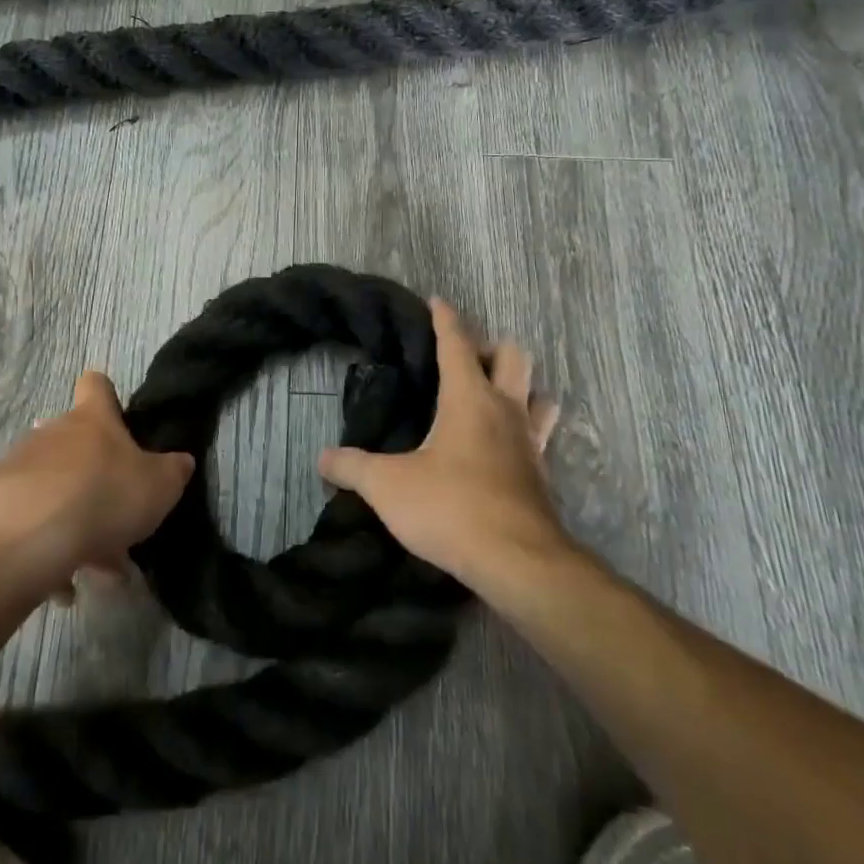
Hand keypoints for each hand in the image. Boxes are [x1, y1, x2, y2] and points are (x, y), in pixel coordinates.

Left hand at [0, 371, 192, 599]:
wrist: (25, 541)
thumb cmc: (103, 498)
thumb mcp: (159, 486)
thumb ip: (173, 470)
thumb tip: (180, 462)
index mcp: (92, 420)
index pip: (96, 385)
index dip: (107, 397)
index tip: (118, 421)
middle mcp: (51, 432)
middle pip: (74, 443)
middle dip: (94, 479)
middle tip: (115, 522)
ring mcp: (18, 466)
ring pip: (53, 488)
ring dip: (72, 519)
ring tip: (91, 566)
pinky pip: (27, 523)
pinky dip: (45, 549)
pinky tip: (61, 585)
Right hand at [319, 298, 562, 584]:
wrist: (517, 562)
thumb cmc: (451, 507)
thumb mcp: (388, 486)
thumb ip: (353, 468)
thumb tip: (322, 458)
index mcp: (469, 397)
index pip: (457, 343)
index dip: (445, 319)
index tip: (437, 301)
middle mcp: (506, 410)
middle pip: (513, 356)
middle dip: (490, 347)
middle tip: (464, 361)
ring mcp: (530, 442)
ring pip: (538, 394)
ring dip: (520, 387)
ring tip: (493, 399)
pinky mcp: (541, 475)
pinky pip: (540, 435)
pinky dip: (525, 428)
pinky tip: (504, 447)